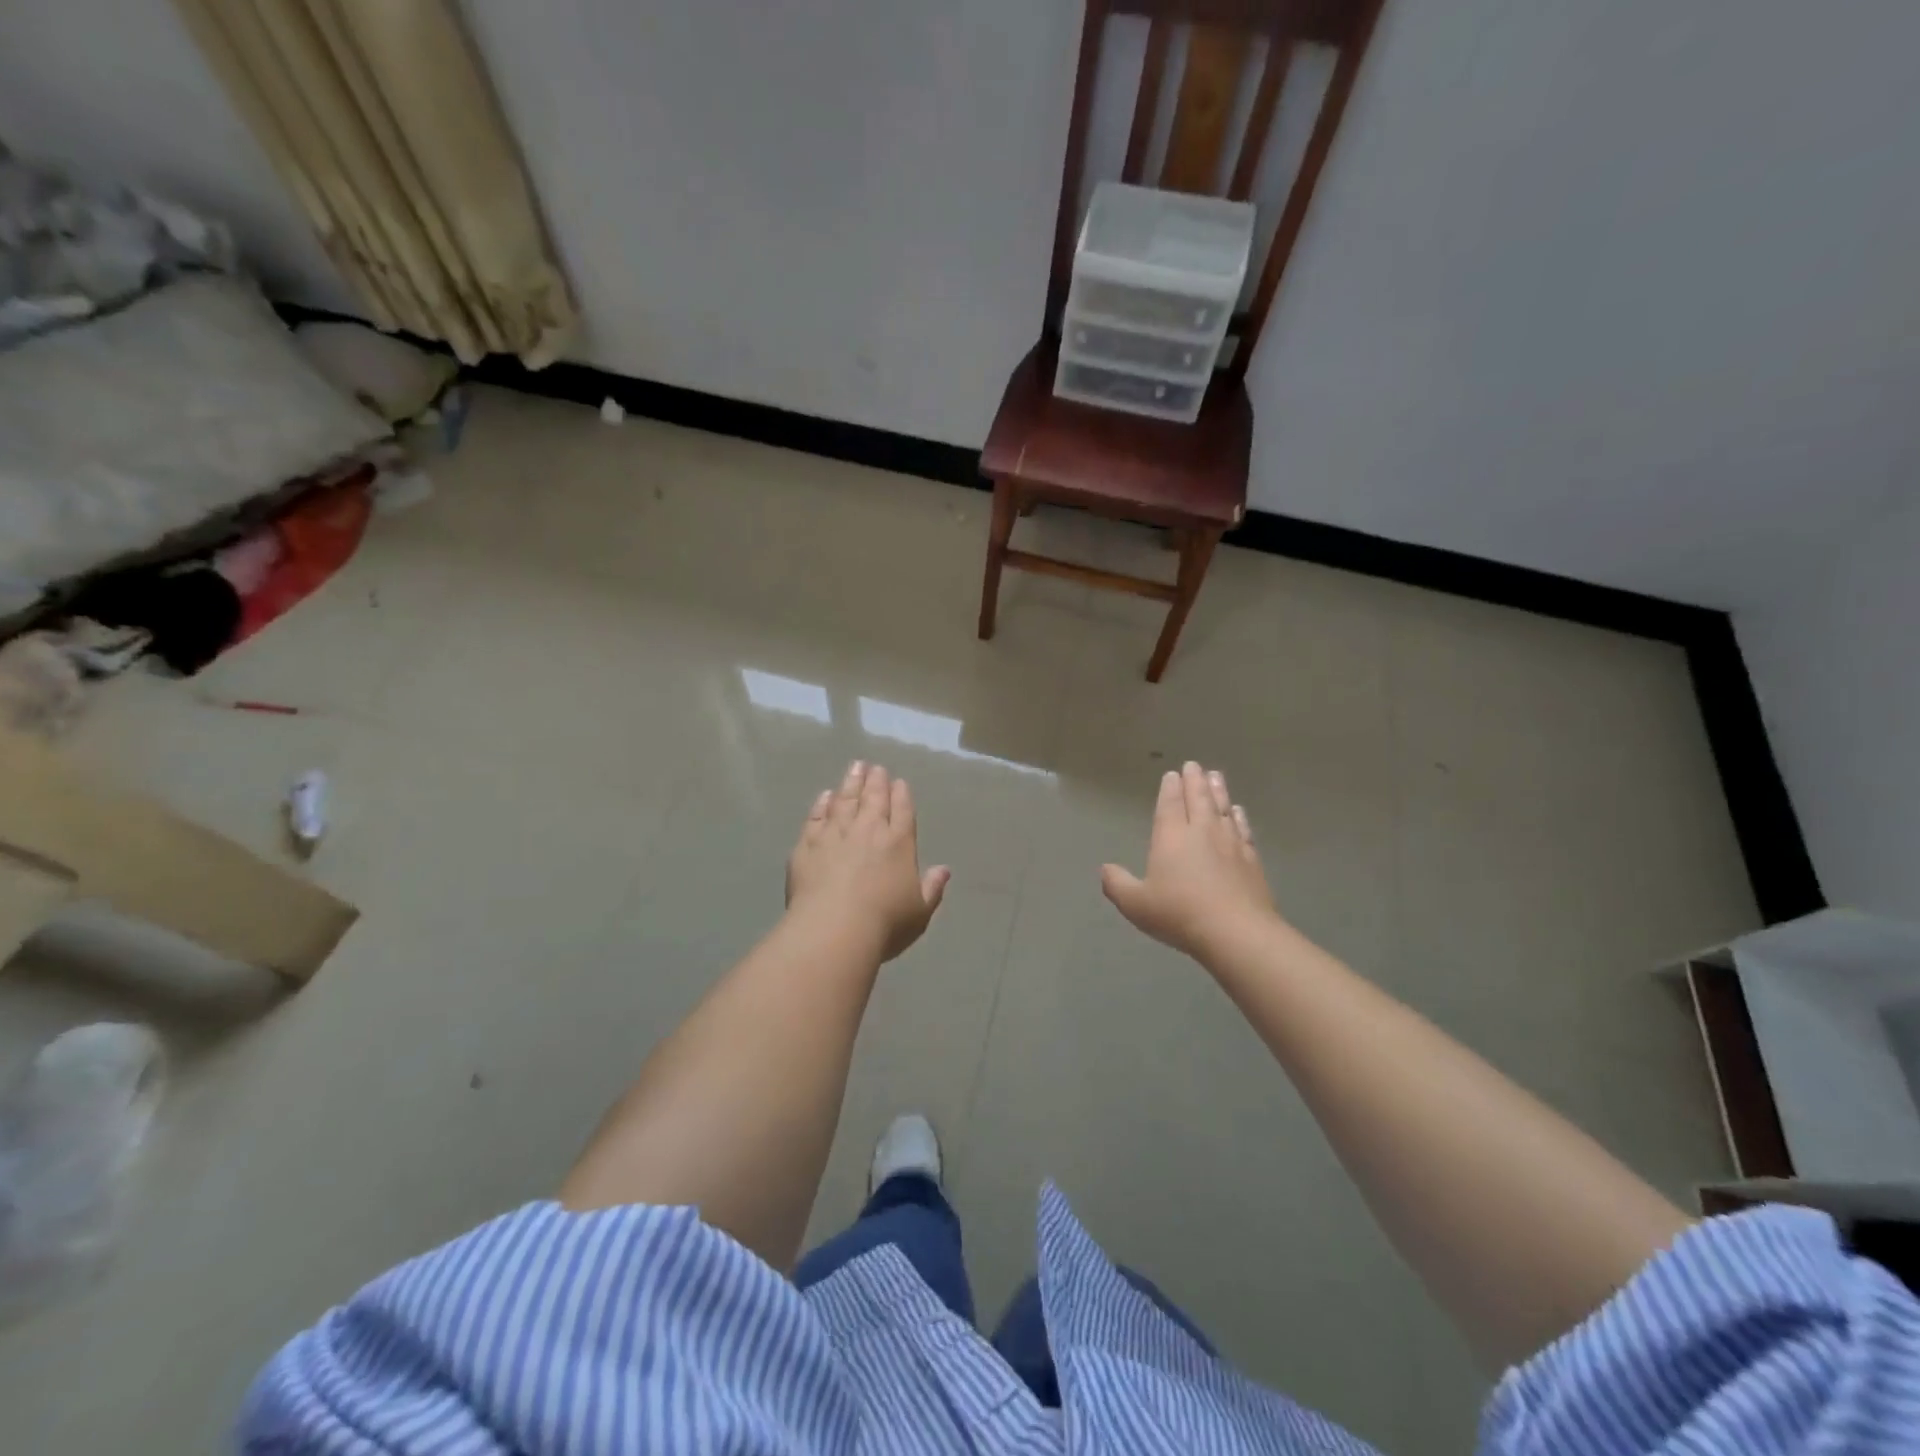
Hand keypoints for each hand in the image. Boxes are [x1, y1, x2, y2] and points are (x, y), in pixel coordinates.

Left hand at [786, 761, 949, 961]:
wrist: (833, 930)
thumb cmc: (884, 924)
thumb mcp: (919, 911)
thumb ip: (932, 888)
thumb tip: (944, 870)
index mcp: (899, 843)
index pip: (902, 810)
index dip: (901, 794)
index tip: (899, 781)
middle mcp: (868, 830)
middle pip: (873, 798)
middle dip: (876, 781)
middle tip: (875, 767)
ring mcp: (835, 834)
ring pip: (844, 800)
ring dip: (851, 782)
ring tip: (855, 767)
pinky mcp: (807, 845)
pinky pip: (816, 817)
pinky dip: (822, 804)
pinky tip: (825, 796)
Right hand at [1101, 762, 1276, 961]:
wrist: (1236, 932)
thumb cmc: (1180, 914)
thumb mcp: (1136, 904)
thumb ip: (1117, 884)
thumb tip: (1105, 869)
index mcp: (1171, 837)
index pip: (1169, 805)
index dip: (1169, 788)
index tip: (1172, 774)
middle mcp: (1201, 832)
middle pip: (1198, 798)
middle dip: (1194, 780)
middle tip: (1194, 765)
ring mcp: (1230, 843)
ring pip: (1222, 808)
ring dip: (1218, 790)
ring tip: (1215, 776)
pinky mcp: (1251, 859)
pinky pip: (1243, 829)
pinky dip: (1239, 816)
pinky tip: (1238, 812)